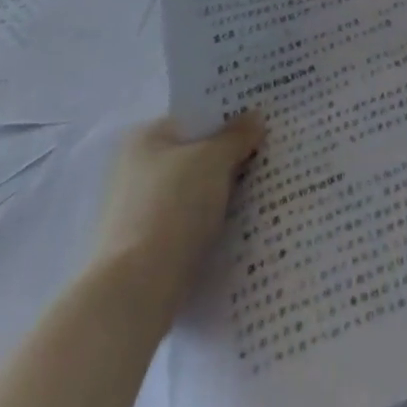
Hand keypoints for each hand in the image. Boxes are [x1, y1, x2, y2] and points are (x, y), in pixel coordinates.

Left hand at [90, 111, 264, 322]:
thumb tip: (255, 117)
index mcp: (145, 139)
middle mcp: (136, 169)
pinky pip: (191, 220)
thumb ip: (237, 135)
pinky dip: (214, 219)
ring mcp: (140, 210)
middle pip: (196, 153)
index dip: (229, 116)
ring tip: (265, 185)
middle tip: (270, 151)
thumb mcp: (214, 160)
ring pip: (196, 189)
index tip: (261, 120)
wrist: (136, 290)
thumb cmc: (173, 207)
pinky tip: (243, 221)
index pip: (195, 117)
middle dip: (230, 155)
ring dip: (224, 189)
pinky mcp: (149, 245)